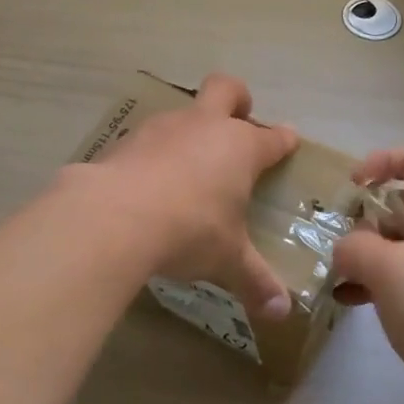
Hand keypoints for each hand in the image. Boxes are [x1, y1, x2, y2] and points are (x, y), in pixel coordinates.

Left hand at [90, 74, 299, 318]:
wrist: (114, 216)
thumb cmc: (189, 230)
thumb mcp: (227, 260)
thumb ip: (255, 282)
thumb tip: (281, 313)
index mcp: (240, 148)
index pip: (272, 137)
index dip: (283, 139)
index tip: (289, 141)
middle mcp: (204, 127)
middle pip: (226, 89)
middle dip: (237, 99)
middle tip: (238, 119)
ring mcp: (162, 128)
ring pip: (183, 112)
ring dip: (190, 130)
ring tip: (187, 165)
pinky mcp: (125, 140)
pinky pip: (147, 139)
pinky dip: (153, 154)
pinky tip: (147, 182)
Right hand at [332, 146, 403, 396]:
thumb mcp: (384, 268)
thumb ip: (354, 246)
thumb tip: (346, 248)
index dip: (382, 161)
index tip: (352, 187)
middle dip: (367, 213)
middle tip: (339, 233)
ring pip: (403, 237)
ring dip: (368, 249)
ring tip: (339, 269)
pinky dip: (379, 277)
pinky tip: (349, 299)